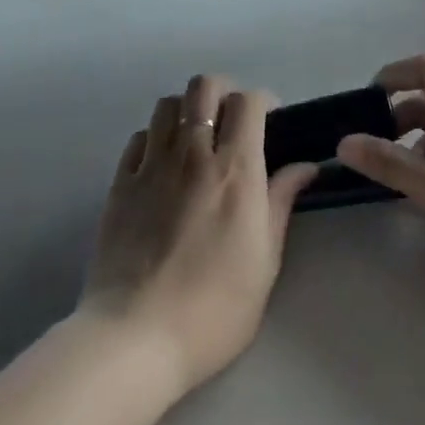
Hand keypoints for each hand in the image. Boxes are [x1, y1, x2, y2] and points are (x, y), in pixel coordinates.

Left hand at [80, 75, 319, 393]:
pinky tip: (162, 163)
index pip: (248, 102)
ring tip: (195, 136)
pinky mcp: (120, 183)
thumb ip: (281, 202)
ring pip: (168, 104)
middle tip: (232, 121)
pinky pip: (139, 137)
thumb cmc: (214, 308)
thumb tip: (304, 165)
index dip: (262, 101)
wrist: (136, 338)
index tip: (270, 120)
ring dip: (187, 109)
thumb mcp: (265, 261)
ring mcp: (151, 165)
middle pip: (204, 87)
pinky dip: (155, 138)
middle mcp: (192, 153)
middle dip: (223, 92)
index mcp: (235, 170)